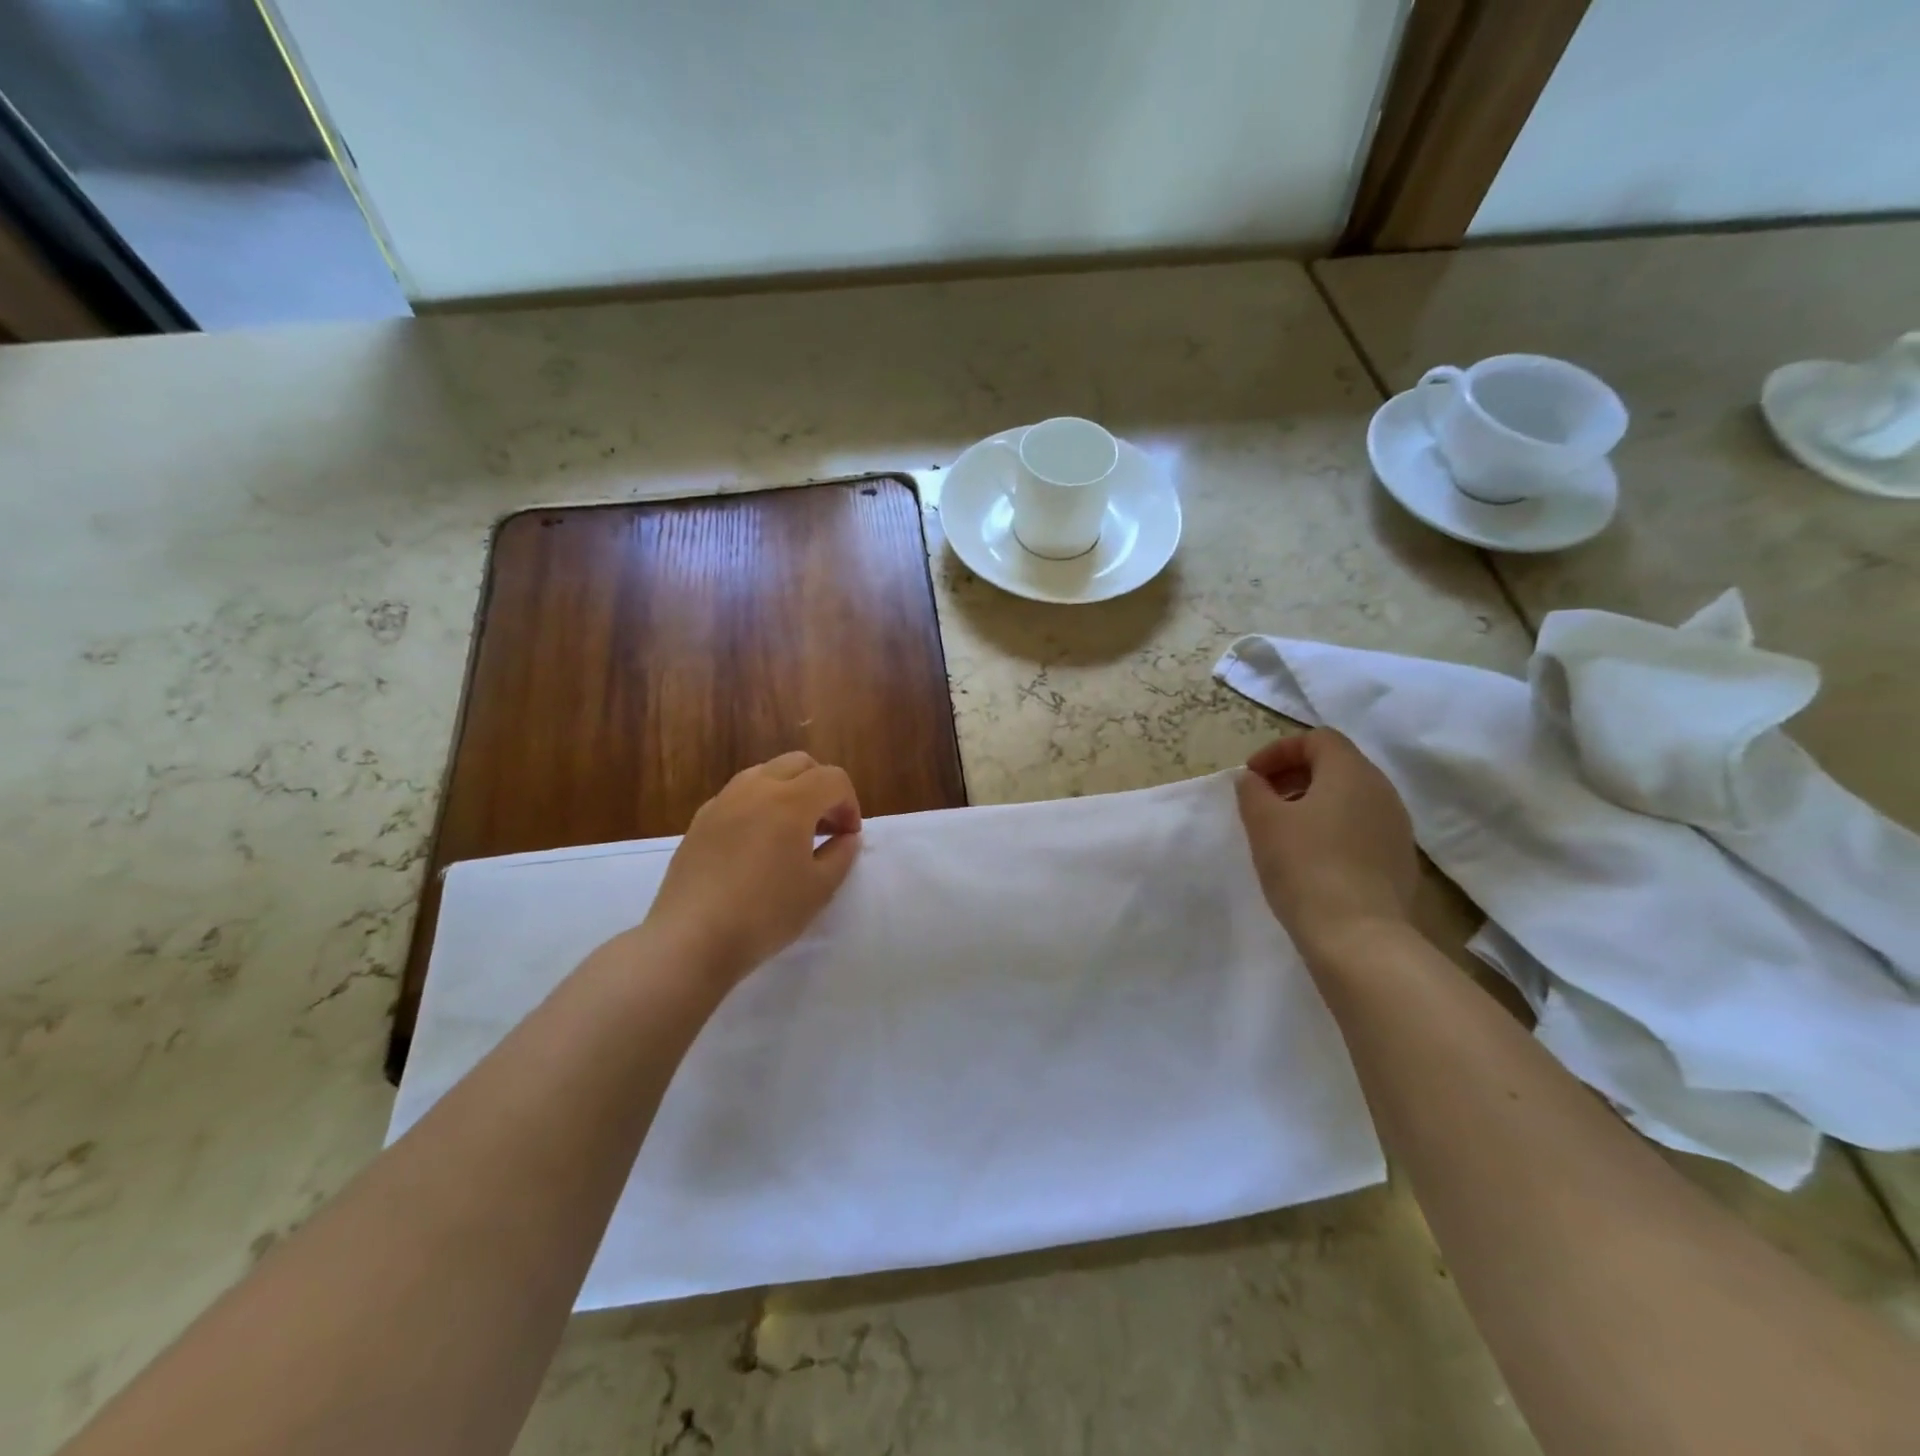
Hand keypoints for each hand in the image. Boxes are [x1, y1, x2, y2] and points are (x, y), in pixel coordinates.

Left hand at [644, 751, 861, 984]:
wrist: (691, 938)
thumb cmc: (765, 913)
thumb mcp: (819, 889)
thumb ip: (841, 855)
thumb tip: (846, 838)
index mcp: (791, 800)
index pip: (833, 779)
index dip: (850, 804)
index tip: (848, 837)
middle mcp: (756, 788)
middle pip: (799, 764)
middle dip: (821, 787)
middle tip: (826, 826)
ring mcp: (723, 801)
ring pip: (765, 773)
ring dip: (788, 791)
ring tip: (791, 832)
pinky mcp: (700, 820)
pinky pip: (738, 796)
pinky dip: (758, 805)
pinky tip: (756, 844)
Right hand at [1234, 730, 1417, 957]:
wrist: (1358, 936)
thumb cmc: (1305, 866)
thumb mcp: (1263, 822)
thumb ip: (1252, 791)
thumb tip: (1253, 780)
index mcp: (1351, 772)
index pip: (1318, 739)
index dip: (1280, 750)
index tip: (1252, 776)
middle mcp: (1382, 791)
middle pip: (1337, 764)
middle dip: (1295, 774)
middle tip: (1263, 798)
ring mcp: (1396, 826)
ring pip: (1351, 797)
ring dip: (1313, 802)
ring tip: (1283, 829)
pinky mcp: (1399, 859)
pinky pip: (1362, 827)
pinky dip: (1333, 827)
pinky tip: (1311, 857)